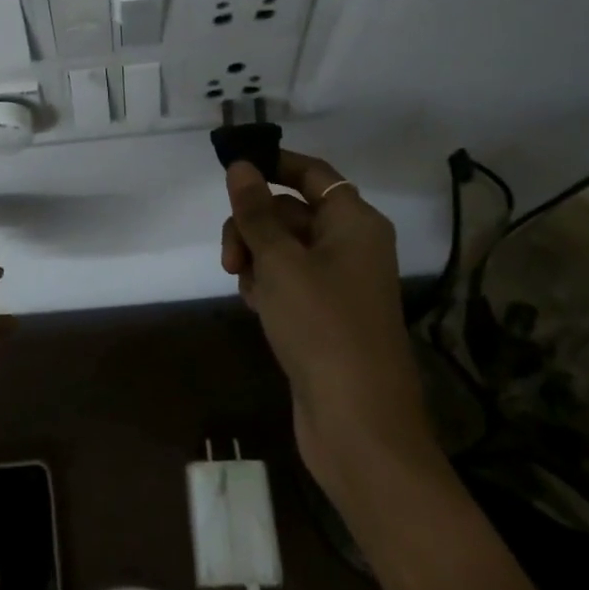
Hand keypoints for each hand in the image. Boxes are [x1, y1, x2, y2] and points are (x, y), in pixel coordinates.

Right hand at [221, 152, 439, 491]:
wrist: (357, 424)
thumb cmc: (322, 326)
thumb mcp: (281, 261)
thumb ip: (256, 211)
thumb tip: (241, 166)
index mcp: (354, 222)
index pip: (312, 173)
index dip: (273, 165)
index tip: (232, 169)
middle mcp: (351, 246)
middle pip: (291, 211)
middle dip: (254, 224)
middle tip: (231, 255)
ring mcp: (338, 284)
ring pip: (284, 248)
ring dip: (255, 256)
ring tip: (242, 284)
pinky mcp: (324, 316)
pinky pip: (288, 281)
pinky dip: (267, 284)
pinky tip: (253, 305)